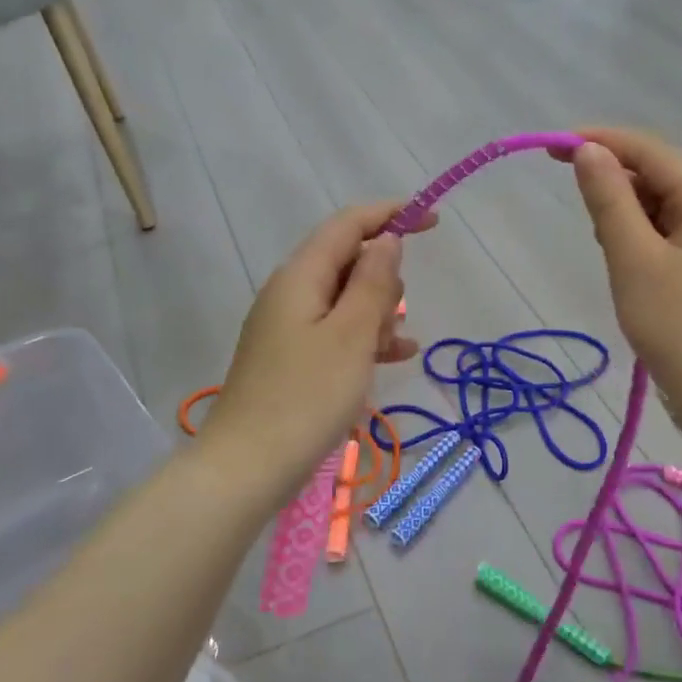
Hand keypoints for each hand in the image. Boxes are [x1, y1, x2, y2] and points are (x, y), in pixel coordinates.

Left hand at [200, 202, 433, 507]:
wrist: (248, 467)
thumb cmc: (306, 396)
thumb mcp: (352, 335)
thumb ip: (373, 282)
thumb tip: (386, 239)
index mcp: (301, 276)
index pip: (348, 224)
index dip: (392, 214)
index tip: (433, 220)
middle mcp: (290, 292)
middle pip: (347, 260)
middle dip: (384, 278)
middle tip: (395, 317)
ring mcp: (288, 326)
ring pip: (345, 299)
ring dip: (377, 312)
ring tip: (395, 346)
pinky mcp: (291, 357)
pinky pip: (336, 331)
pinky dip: (365, 336)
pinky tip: (396, 357)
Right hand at [561, 128, 681, 448]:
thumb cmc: (677, 324)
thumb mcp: (633, 257)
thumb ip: (609, 200)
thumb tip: (587, 150)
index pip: (648, 151)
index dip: (600, 141)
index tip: (552, 148)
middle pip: (654, 174)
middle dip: (611, 179)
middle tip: (571, 199)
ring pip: (655, 206)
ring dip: (621, 212)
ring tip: (604, 246)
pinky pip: (660, 234)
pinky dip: (634, 237)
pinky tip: (620, 260)